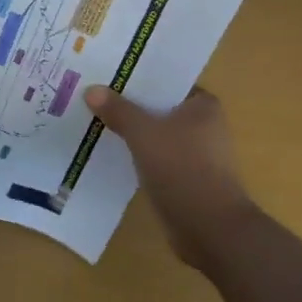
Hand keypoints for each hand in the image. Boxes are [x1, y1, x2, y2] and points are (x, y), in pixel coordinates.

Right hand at [83, 85, 252, 266]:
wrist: (210, 229)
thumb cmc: (182, 169)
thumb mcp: (144, 134)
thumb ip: (118, 111)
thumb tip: (92, 89)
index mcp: (202, 105)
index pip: (165, 81)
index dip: (137, 77)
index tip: (106, 73)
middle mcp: (202, 125)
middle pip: (157, 108)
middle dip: (128, 104)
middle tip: (92, 94)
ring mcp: (194, 154)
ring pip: (154, 135)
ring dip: (130, 132)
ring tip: (93, 120)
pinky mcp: (184, 179)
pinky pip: (153, 158)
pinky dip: (135, 155)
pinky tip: (108, 152)